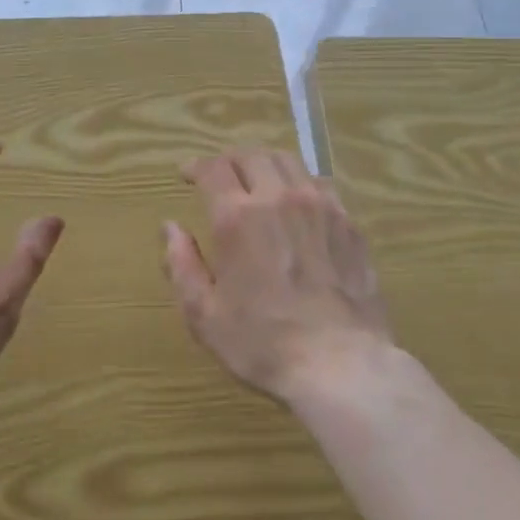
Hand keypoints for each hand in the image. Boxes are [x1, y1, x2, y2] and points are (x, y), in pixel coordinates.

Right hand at [162, 147, 393, 406]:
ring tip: (258, 180)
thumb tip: (171, 228)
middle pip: (252, 155)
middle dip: (230, 159)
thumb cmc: (263, 344)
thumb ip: (182, 266)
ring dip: (265, 163)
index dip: (196, 166)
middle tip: (220, 174)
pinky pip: (320, 185)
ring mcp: (320, 206)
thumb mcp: (204, 315)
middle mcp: (279, 198)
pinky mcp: (348, 222)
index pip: (213, 169)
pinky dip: (299, 183)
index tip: (187, 174)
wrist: (342, 364)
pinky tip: (297, 203)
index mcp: (238, 217)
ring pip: (289, 162)